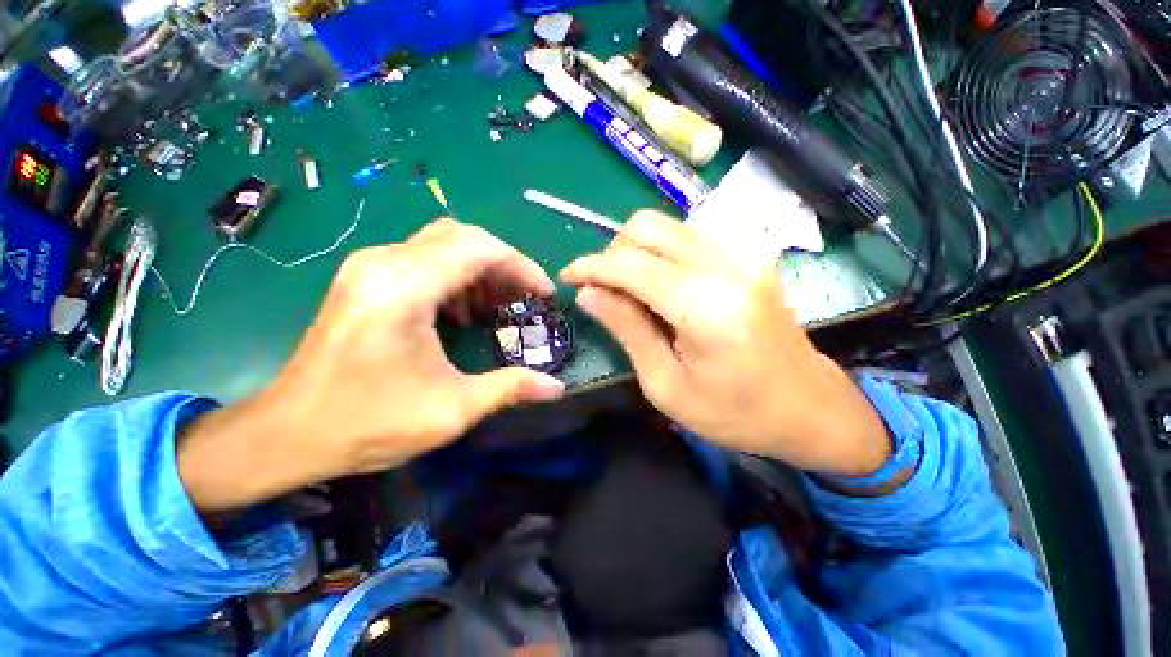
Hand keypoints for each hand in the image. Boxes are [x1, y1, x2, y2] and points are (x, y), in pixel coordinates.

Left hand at [179, 219, 566, 511]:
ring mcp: (370, 266)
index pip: (479, 249)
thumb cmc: (369, 424)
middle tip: (527, 298)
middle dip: (505, 265)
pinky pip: (425, 258)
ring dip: (482, 269)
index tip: (545, 293)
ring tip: (501, 305)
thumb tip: (557, 387)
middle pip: (464, 237)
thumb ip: (510, 389)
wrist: (289, 434)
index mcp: (403, 288)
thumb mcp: (451, 410)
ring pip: (444, 244)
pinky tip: (464, 310)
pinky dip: (457, 275)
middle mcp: (384, 262)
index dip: (521, 267)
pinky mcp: (366, 277)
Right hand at [561, 210, 889, 476]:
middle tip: (603, 287)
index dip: (591, 266)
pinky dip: (662, 252)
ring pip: (669, 225)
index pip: (631, 264)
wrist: (809, 408)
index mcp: (706, 308)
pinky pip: (690, 236)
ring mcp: (745, 255)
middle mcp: (727, 266)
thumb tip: (589, 293)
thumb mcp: (666, 386)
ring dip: (637, 250)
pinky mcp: (750, 256)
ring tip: (630, 289)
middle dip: (613, 251)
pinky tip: (662, 284)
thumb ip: (626, 330)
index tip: (567, 277)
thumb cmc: (735, 413)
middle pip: (649, 226)